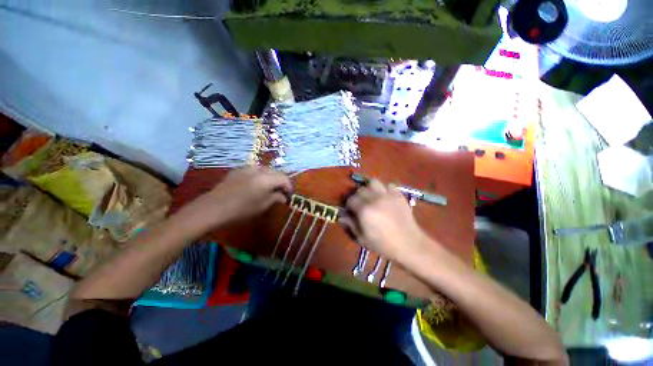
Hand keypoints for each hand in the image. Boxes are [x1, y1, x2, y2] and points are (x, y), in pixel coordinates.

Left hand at [188, 166, 291, 230]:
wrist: (213, 207)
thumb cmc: (241, 209)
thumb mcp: (262, 206)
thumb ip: (276, 198)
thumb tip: (283, 197)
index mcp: (266, 179)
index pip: (284, 178)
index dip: (289, 187)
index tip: (288, 196)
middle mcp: (259, 169)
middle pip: (276, 172)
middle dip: (281, 182)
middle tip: (280, 193)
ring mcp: (248, 168)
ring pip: (266, 170)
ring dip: (271, 178)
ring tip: (269, 188)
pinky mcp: (239, 169)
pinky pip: (255, 170)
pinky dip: (261, 176)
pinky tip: (256, 185)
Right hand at [340, 179, 426, 260]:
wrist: (409, 244)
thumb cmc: (383, 244)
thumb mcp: (362, 238)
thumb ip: (350, 225)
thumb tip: (341, 216)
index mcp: (364, 210)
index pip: (351, 199)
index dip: (349, 205)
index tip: (351, 211)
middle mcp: (374, 198)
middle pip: (360, 190)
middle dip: (357, 196)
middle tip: (361, 205)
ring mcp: (388, 195)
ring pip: (373, 182)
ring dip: (369, 188)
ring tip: (371, 197)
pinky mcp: (399, 195)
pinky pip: (389, 185)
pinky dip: (385, 189)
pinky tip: (385, 198)